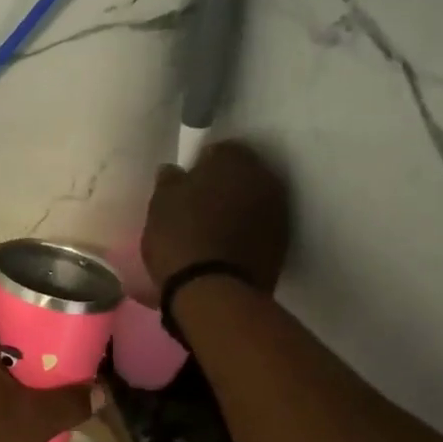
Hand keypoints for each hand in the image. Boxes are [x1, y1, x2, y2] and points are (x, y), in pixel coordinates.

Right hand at [142, 138, 290, 291]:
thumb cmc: (180, 239)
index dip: (201, 165)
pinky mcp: (282, 243)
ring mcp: (279, 212)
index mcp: (235, 160)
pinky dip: (248, 231)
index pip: (219, 149)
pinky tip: (227, 246)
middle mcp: (265, 178)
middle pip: (243, 174)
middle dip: (225, 184)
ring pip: (254, 200)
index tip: (187, 183)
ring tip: (214, 228)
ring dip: (238, 208)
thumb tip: (175, 171)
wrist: (213, 292)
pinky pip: (261, 227)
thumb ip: (169, 180)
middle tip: (200, 205)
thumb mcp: (159, 205)